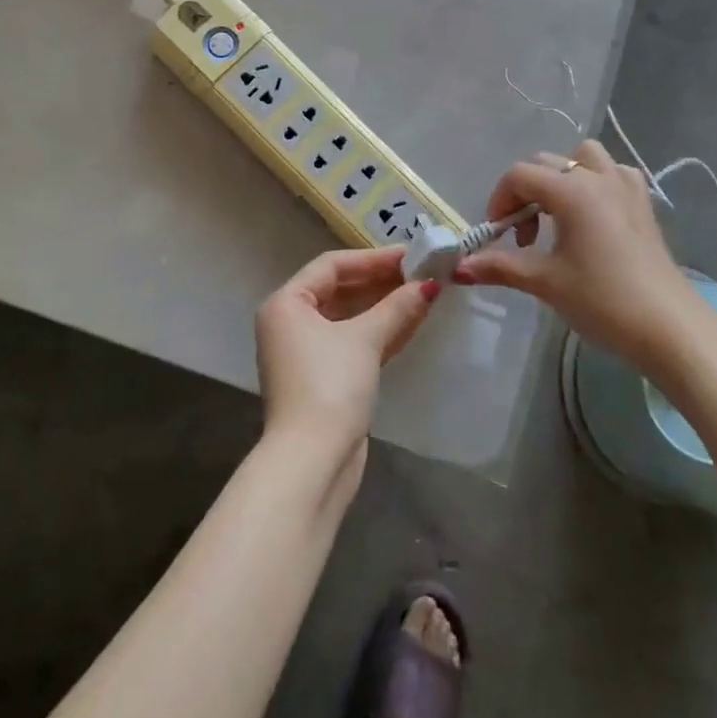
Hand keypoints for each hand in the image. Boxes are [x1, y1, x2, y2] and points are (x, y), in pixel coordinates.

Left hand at [255, 246, 439, 460]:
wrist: (313, 462)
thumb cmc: (330, 386)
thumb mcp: (364, 339)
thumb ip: (397, 307)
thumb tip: (429, 285)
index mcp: (287, 304)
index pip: (332, 266)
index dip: (373, 258)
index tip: (410, 254)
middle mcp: (291, 324)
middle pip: (341, 290)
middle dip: (382, 282)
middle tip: (422, 272)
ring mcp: (307, 354)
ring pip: (350, 318)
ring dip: (386, 306)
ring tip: (425, 292)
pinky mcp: (325, 379)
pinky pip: (355, 343)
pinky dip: (381, 332)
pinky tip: (414, 322)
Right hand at [458, 139, 694, 372]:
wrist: (670, 329)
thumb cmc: (603, 301)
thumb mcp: (546, 282)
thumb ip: (500, 266)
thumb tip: (459, 268)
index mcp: (571, 190)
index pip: (519, 175)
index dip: (500, 201)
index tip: (499, 235)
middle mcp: (598, 177)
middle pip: (546, 163)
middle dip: (525, 192)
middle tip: (525, 236)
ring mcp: (626, 188)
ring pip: (584, 158)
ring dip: (562, 177)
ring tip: (558, 215)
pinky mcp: (644, 205)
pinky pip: (614, 173)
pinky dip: (596, 182)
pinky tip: (594, 215)